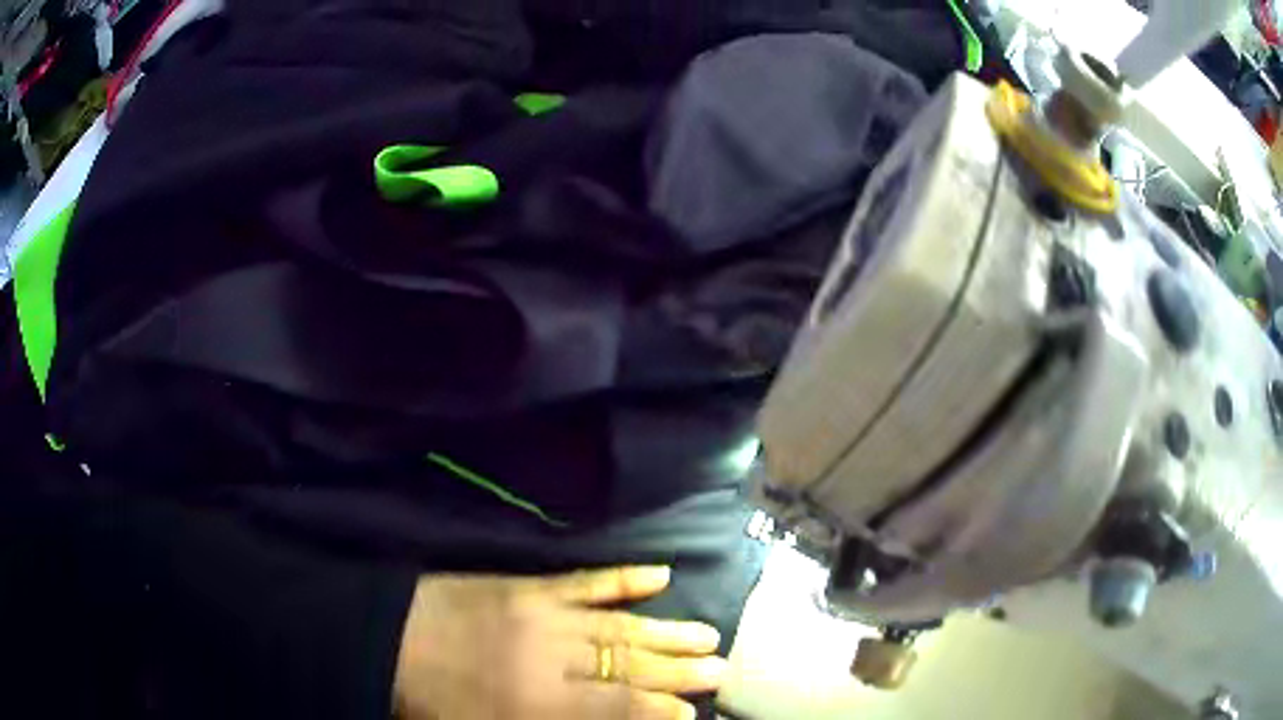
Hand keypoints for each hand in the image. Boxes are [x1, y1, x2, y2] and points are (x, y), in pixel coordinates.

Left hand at [394, 566, 725, 718]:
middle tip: (723, 667)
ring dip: (666, 630)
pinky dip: (624, 579)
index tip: (694, 711)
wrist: (387, 638)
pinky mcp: (527, 586)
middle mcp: (550, 657)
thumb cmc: (434, 701)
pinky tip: (660, 575)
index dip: (659, 710)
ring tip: (709, 634)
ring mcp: (541, 614)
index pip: (617, 707)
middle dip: (678, 670)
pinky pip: (584, 581)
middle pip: (627, 665)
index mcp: (536, 702)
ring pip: (617, 625)